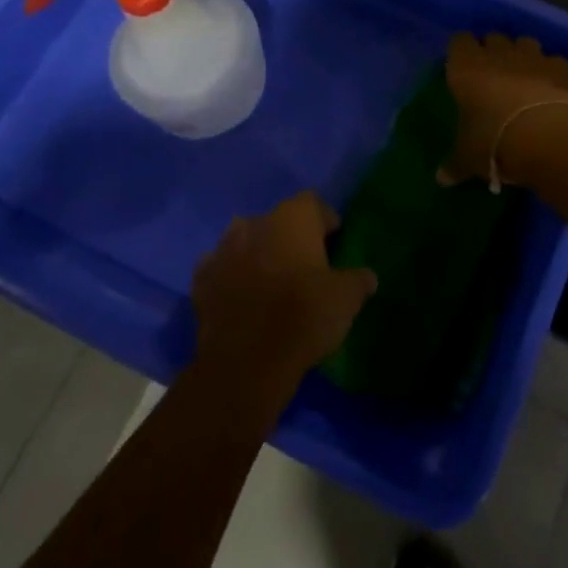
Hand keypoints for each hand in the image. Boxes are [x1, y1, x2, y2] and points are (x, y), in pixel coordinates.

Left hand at [190, 192, 376, 418]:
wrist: (246, 363)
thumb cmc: (304, 316)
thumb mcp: (347, 298)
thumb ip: (358, 280)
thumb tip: (366, 276)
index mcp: (293, 217)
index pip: (314, 204)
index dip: (325, 222)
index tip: (334, 244)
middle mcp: (255, 222)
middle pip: (278, 221)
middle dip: (289, 238)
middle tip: (304, 266)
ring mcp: (222, 249)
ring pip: (245, 241)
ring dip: (257, 254)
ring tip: (270, 281)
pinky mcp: (201, 281)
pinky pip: (220, 270)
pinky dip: (230, 278)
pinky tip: (241, 299)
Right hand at [443, 32, 567, 188]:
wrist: (546, 137)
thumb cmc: (493, 142)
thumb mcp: (468, 158)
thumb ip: (454, 163)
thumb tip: (441, 179)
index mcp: (465, 67)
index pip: (459, 41)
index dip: (461, 51)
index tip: (462, 67)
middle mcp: (497, 54)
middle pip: (492, 37)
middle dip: (493, 50)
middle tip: (492, 74)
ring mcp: (531, 56)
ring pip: (524, 41)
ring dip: (522, 55)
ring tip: (523, 77)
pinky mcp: (560, 67)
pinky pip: (552, 60)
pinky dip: (550, 70)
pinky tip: (550, 88)